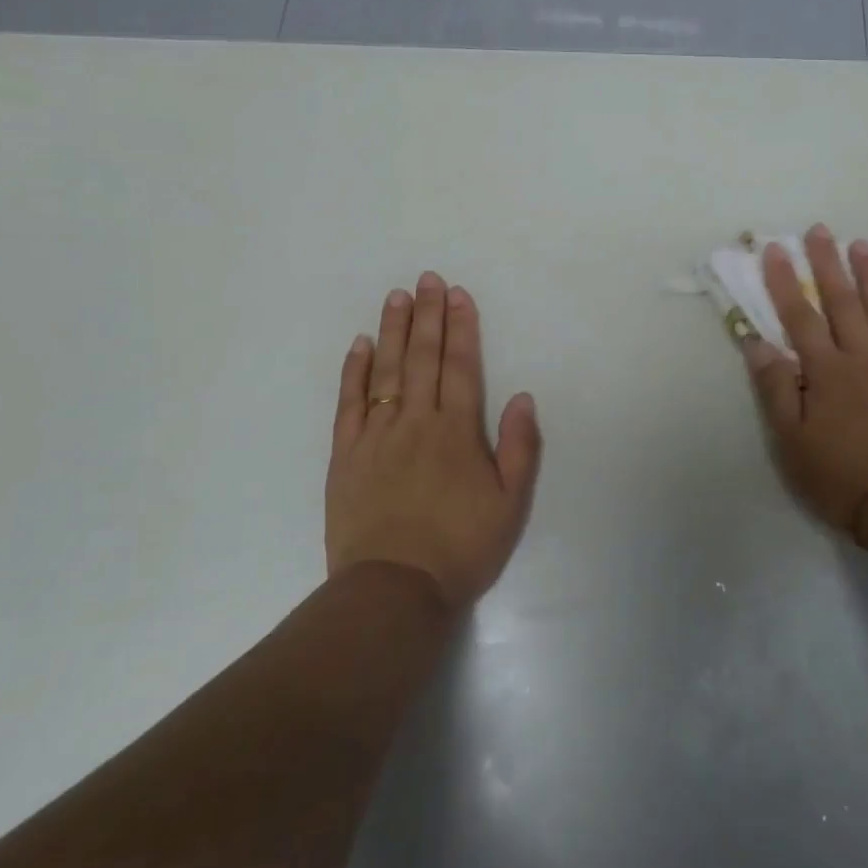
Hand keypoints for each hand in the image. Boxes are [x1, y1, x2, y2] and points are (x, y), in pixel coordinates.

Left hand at [327, 273, 541, 606]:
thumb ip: (519, 447)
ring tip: (397, 297)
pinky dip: (355, 370)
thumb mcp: (510, 503)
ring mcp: (376, 435)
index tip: (458, 295)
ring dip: (393, 330)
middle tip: (428, 279)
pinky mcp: (346, 454)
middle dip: (427, 316)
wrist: (394, 588)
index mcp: (456, 431)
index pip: (459, 367)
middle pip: (422, 358)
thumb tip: (521, 397)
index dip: (460, 328)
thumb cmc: (461, 547)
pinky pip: (349, 402)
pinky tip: (361, 345)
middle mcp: (415, 421)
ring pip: (385, 370)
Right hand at [742, 226, 867, 543]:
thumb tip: (757, 343)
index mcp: (826, 372)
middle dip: (827, 264)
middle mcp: (862, 358)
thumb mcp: (790, 440)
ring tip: (862, 245)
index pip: (799, 317)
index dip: (784, 282)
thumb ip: (775, 388)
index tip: (774, 249)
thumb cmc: (838, 476)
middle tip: (820, 230)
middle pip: (842, 303)